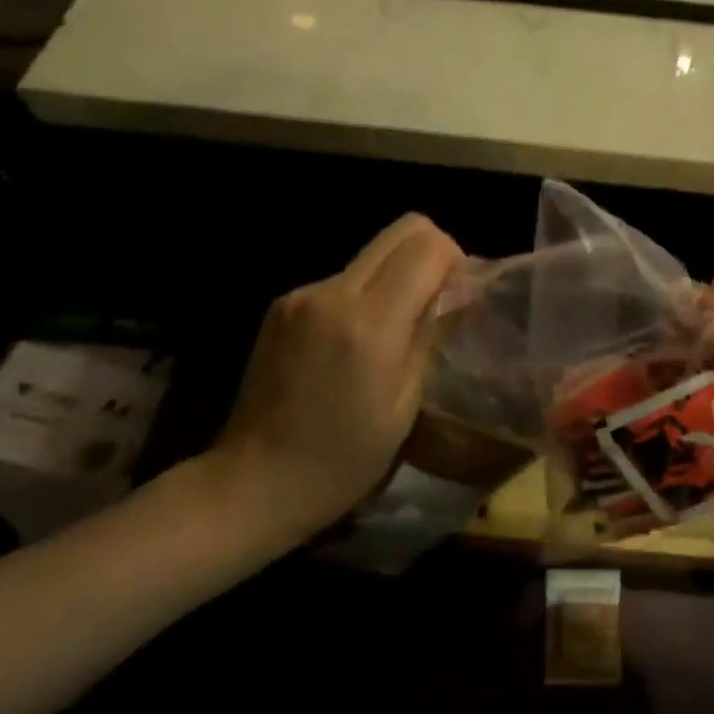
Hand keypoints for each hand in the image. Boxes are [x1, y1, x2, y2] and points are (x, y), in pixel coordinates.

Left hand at [208, 214, 463, 554]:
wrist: (252, 483)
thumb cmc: (341, 461)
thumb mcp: (404, 407)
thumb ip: (433, 336)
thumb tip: (461, 294)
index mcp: (369, 324)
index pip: (427, 246)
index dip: (455, 260)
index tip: (459, 296)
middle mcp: (332, 293)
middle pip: (401, 230)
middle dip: (432, 253)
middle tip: (437, 301)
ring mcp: (301, 294)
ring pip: (372, 253)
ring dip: (396, 276)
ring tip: (394, 332)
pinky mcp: (282, 303)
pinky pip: (342, 278)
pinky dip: (364, 295)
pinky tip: (354, 344)